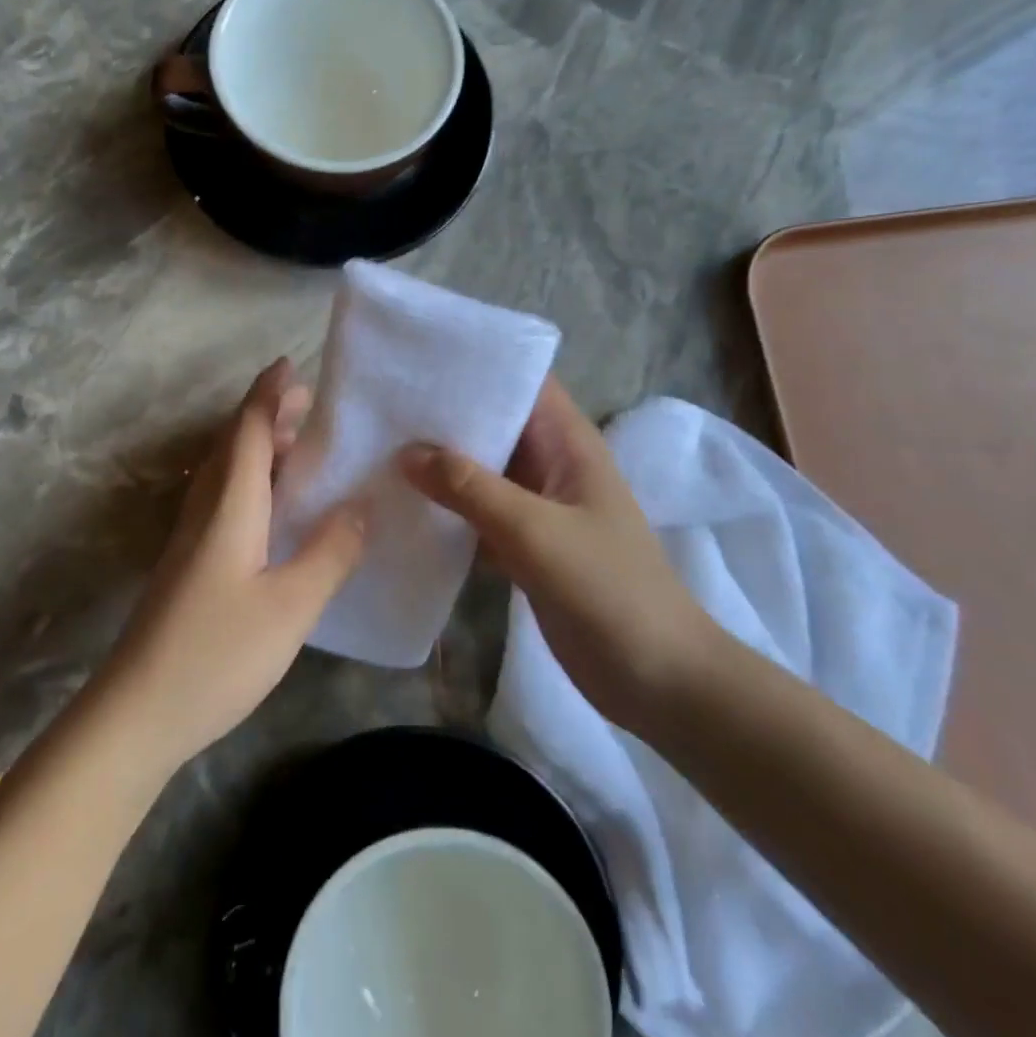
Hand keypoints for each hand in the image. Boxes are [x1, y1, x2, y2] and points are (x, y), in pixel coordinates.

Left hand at [103, 359, 366, 769]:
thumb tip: (361, 505)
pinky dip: (253, 482)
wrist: (138, 711)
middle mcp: (206, 510)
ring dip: (260, 448)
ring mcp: (192, 539)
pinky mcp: (190, 564)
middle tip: (310, 403)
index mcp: (230, 506)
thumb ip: (330, 552)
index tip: (291, 364)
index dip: (269, 395)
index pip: (250, 432)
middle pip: (235, 445)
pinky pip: (225, 500)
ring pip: (227, 473)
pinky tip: (274, 508)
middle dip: (269, 415)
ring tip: (300, 446)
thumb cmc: (217, 653)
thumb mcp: (290, 606)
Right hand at [399, 377, 714, 732]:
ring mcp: (537, 507)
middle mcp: (551, 464)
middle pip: (494, 423)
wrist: (657, 680)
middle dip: (444, 414)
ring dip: (440, 463)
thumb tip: (407, 452)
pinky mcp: (524, 545)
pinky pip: (477, 513)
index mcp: (568, 443)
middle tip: (381, 403)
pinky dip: (446, 508)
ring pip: (481, 470)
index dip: (477, 363)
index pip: (522, 381)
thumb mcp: (536, 531)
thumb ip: (471, 488)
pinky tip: (401, 505)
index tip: (419, 356)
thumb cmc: (608, 590)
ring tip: (378, 446)